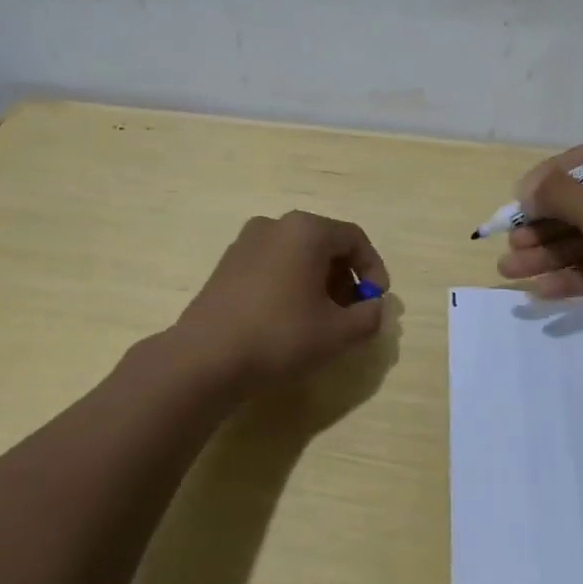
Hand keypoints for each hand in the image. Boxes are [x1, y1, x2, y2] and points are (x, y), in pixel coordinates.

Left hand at [173, 211, 390, 386]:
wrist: (205, 358)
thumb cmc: (280, 336)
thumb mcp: (338, 333)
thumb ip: (369, 317)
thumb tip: (375, 308)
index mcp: (305, 230)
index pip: (354, 239)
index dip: (373, 270)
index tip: (376, 302)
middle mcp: (275, 225)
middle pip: (325, 244)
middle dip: (345, 278)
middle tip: (352, 313)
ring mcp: (246, 242)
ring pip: (298, 255)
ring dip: (319, 283)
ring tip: (322, 320)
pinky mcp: (227, 264)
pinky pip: (273, 265)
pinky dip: (291, 284)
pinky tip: (289, 320)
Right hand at [494, 146, 582, 363]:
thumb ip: (562, 196)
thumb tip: (526, 190)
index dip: (548, 179)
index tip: (519, 200)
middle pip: (581, 205)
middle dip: (541, 226)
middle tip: (510, 243)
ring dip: (548, 254)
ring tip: (509, 270)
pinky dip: (571, 277)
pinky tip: (541, 291)